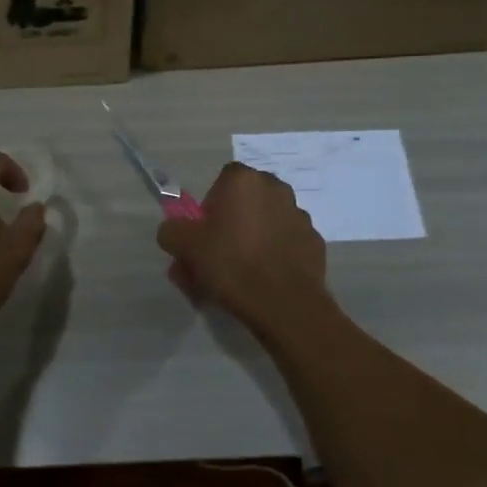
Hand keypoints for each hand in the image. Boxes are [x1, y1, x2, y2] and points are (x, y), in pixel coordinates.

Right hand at [156, 162, 332, 337]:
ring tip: (240, 277)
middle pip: (244, 203)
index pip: (221, 182)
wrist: (285, 305)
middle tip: (216, 259)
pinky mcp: (315, 242)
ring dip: (252, 240)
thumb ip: (171, 231)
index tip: (203, 235)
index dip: (209, 208)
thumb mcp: (184, 246)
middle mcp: (276, 188)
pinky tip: (264, 281)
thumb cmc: (231, 265)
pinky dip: (274, 256)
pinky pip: (285, 244)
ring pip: (265, 224)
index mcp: (244, 181)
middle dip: (230, 225)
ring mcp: (299, 215)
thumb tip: (175, 231)